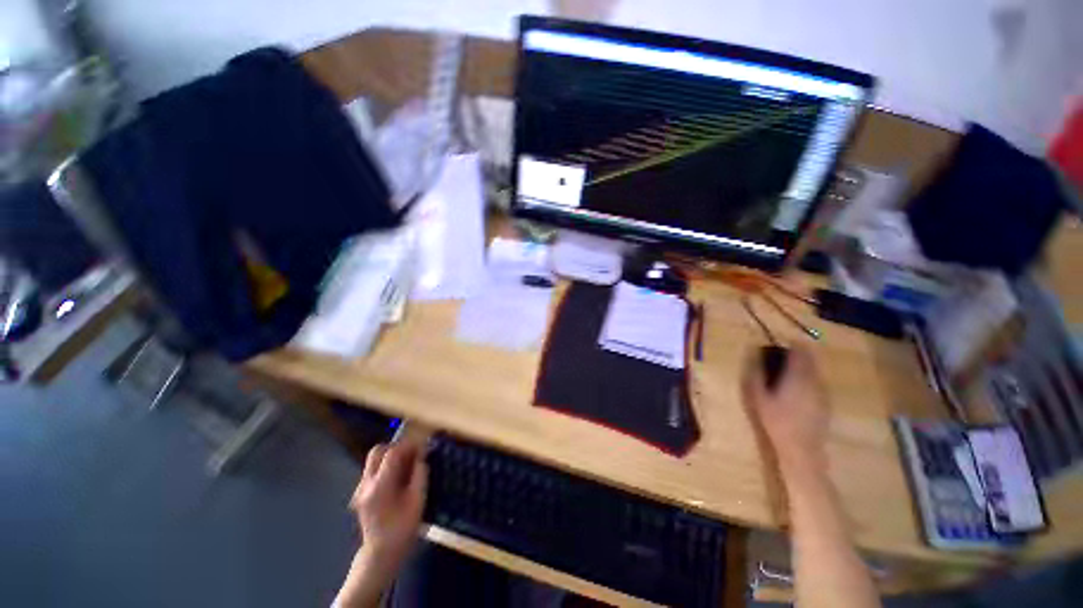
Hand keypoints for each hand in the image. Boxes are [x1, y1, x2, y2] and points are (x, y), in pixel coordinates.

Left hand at [350, 443, 427, 572]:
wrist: (381, 554)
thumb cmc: (402, 528)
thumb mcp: (418, 500)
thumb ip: (420, 474)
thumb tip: (422, 456)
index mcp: (380, 486)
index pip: (392, 453)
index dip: (408, 446)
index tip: (422, 448)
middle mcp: (366, 484)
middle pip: (377, 451)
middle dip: (396, 448)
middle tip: (412, 455)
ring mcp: (360, 489)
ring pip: (373, 460)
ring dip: (391, 457)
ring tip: (407, 467)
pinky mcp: (361, 494)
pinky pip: (373, 471)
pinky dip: (386, 467)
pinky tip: (398, 479)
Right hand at [742, 346, 828, 471]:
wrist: (801, 449)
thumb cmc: (775, 420)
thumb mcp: (758, 396)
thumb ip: (756, 372)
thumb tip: (753, 354)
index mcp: (798, 377)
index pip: (801, 352)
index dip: (793, 344)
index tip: (783, 341)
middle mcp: (814, 381)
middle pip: (810, 360)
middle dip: (799, 354)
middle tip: (784, 354)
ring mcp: (822, 392)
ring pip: (815, 371)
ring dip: (804, 366)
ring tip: (789, 370)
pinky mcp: (826, 403)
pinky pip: (817, 382)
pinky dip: (808, 379)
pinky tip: (798, 388)